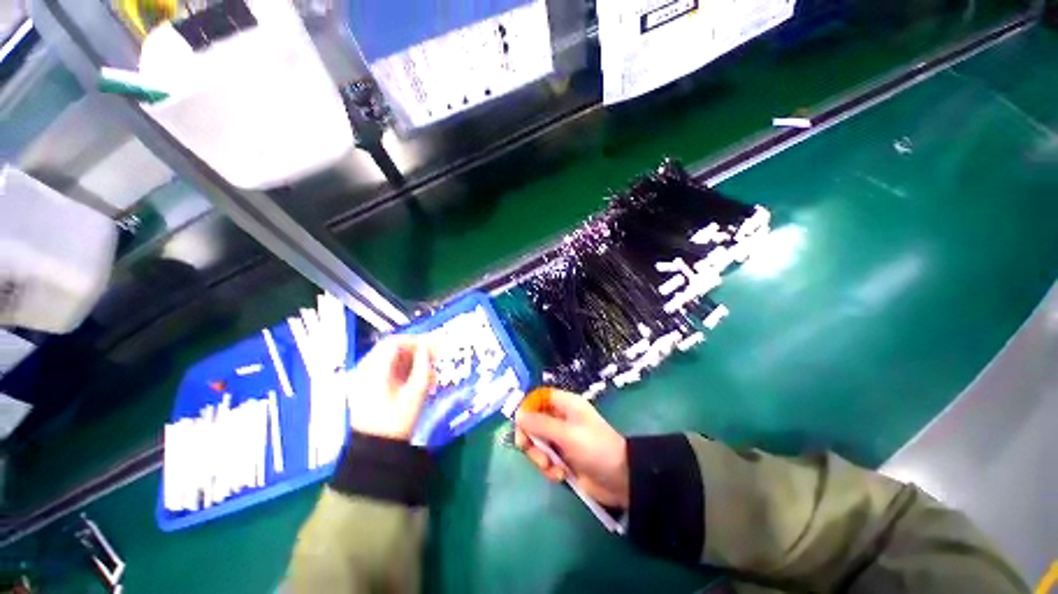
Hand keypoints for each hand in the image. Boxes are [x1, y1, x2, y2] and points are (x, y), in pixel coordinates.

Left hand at [347, 336, 434, 441]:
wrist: (375, 450)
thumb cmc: (397, 420)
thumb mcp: (416, 392)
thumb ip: (423, 365)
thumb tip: (428, 346)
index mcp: (373, 370)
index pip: (394, 342)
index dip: (416, 341)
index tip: (434, 345)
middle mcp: (363, 370)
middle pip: (391, 349)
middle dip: (414, 350)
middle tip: (433, 356)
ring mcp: (361, 378)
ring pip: (389, 358)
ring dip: (410, 360)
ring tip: (427, 371)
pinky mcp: (364, 386)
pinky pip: (385, 369)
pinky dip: (402, 369)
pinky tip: (415, 379)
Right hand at [515, 389, 628, 507]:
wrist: (621, 480)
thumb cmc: (595, 448)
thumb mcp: (566, 434)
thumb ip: (540, 424)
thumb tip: (518, 414)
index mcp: (565, 405)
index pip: (539, 398)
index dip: (527, 409)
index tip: (519, 425)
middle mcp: (561, 419)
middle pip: (534, 421)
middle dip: (530, 437)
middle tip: (527, 449)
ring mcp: (562, 439)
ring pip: (538, 443)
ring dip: (539, 457)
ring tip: (550, 468)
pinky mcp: (563, 458)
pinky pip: (546, 459)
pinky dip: (549, 468)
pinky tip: (560, 476)